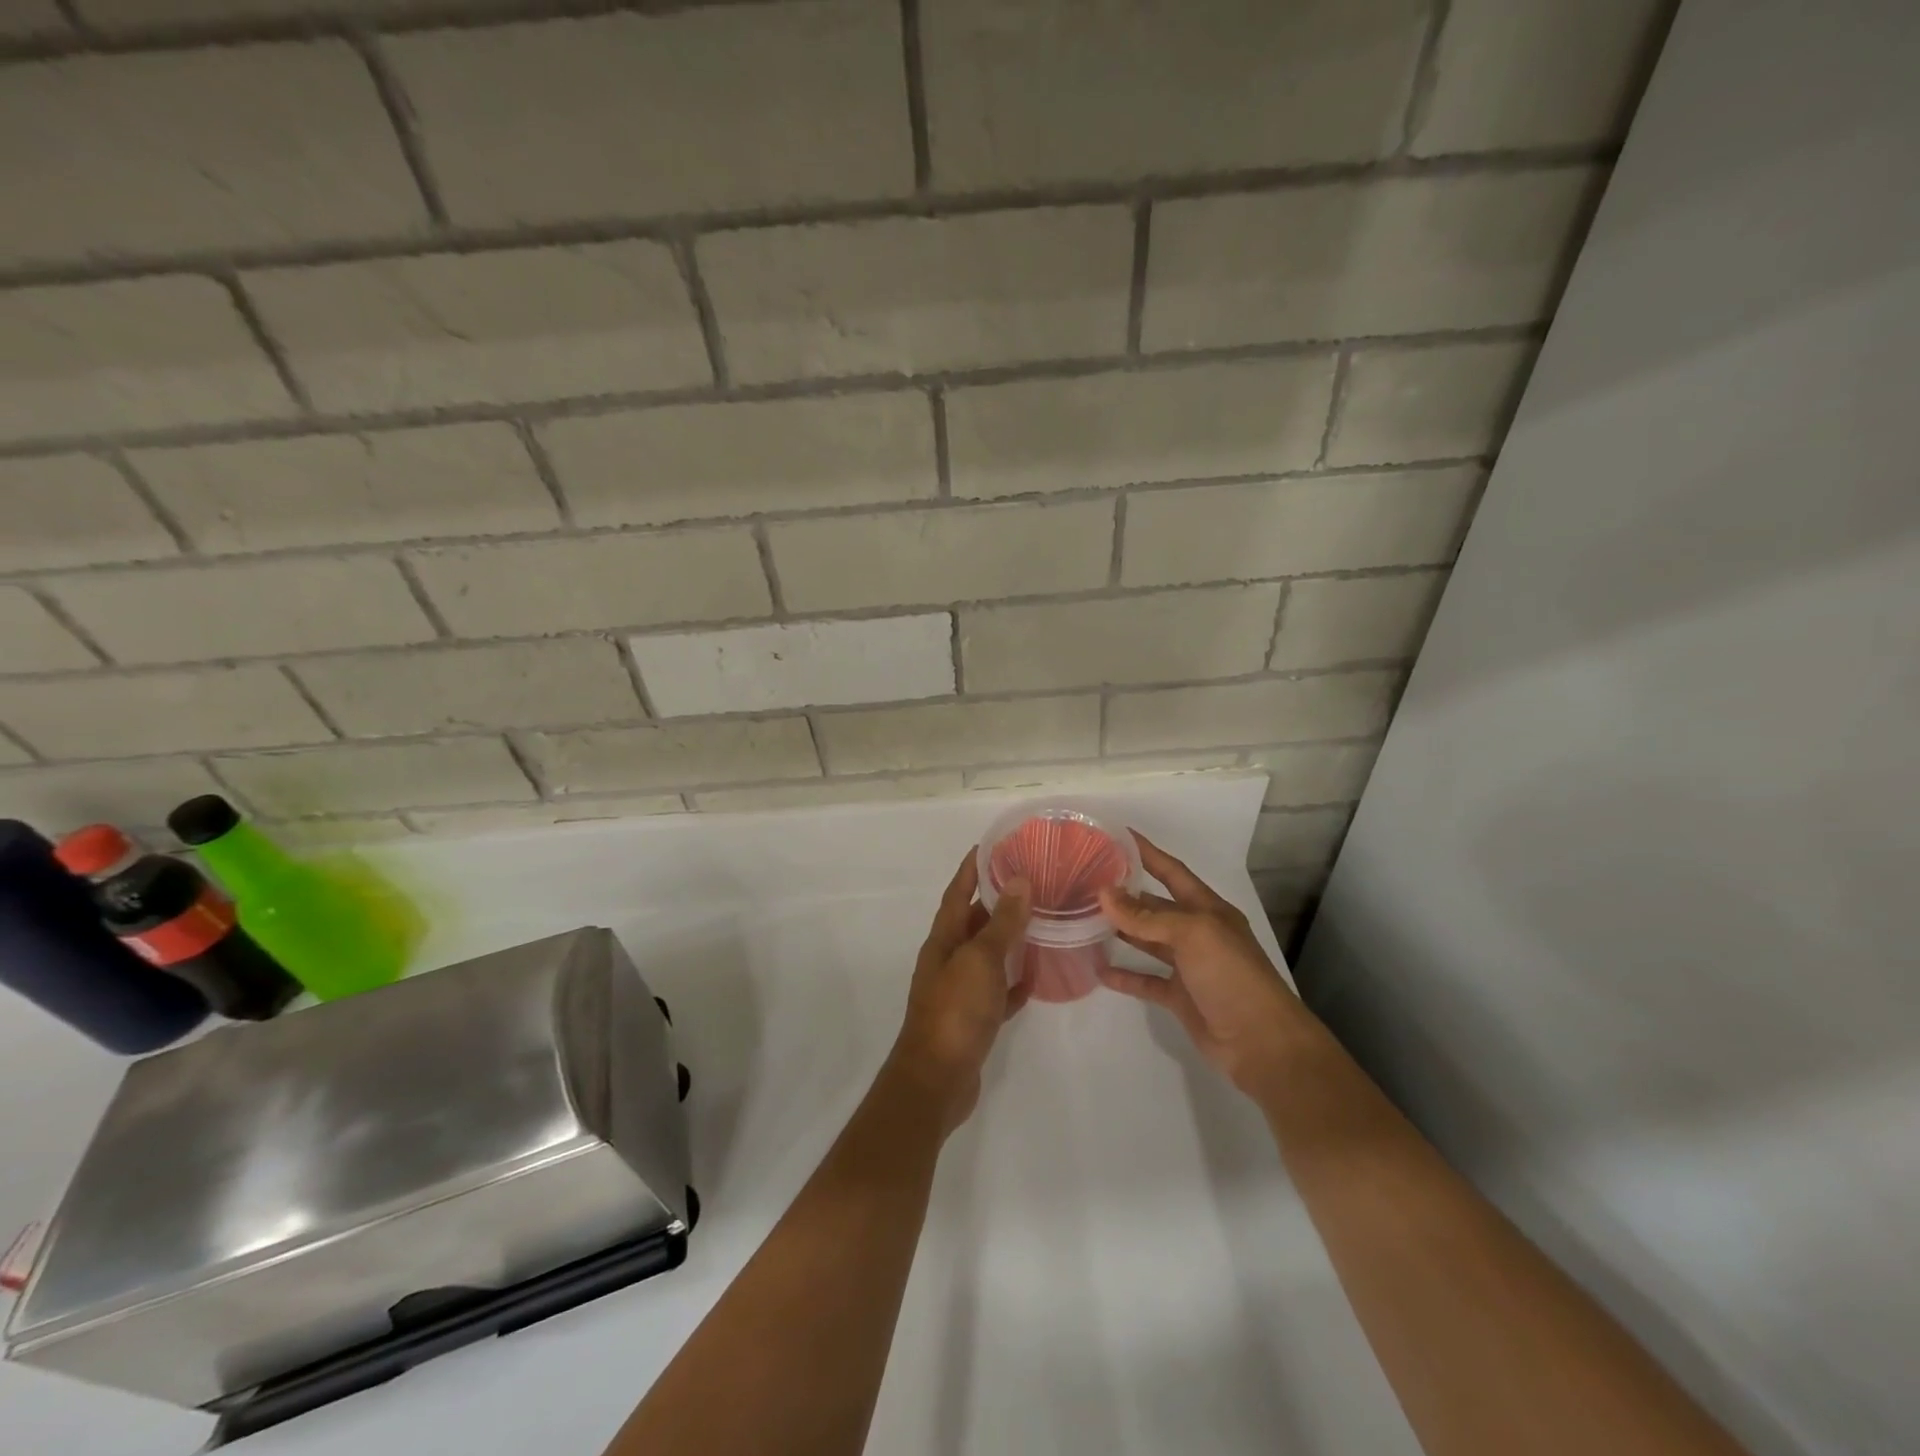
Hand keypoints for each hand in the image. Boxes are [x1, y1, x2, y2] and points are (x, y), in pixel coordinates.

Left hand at [888, 852, 1031, 1132]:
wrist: (937, 1080)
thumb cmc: (955, 1011)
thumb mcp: (980, 960)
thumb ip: (1002, 922)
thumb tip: (1019, 880)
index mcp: (943, 940)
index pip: (957, 892)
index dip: (971, 868)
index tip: (992, 846)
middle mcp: (948, 960)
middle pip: (972, 922)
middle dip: (996, 901)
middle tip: (1030, 882)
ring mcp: (959, 992)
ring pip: (986, 956)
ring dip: (1008, 939)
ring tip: (1040, 921)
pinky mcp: (973, 1021)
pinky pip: (997, 992)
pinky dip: (1013, 982)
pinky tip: (1035, 977)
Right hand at [1098, 832, 1309, 1095]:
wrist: (1262, 1043)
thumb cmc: (1232, 976)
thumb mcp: (1193, 935)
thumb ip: (1147, 917)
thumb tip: (1104, 893)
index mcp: (1207, 909)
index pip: (1172, 871)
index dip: (1147, 852)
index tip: (1117, 834)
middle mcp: (1197, 932)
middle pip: (1155, 905)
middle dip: (1125, 893)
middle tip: (1086, 880)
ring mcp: (1188, 966)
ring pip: (1147, 941)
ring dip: (1120, 930)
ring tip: (1083, 918)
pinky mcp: (1179, 997)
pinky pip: (1145, 980)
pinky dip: (1124, 975)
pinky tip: (1098, 969)